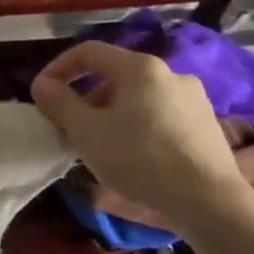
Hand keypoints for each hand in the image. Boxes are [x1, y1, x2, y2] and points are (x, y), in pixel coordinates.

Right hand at [30, 41, 253, 236]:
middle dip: (86, 98)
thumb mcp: (86, 132)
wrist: (210, 201)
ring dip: (111, 115)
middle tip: (70, 129)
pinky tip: (134, 157)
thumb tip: (42, 84)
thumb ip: (59, 103)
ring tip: (100, 147)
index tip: (42, 94)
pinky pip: (160, 116)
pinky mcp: (207, 125)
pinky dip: (138, 127)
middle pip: (115, 76)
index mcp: (140, 68)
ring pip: (138, 98)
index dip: (59, 68)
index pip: (89, 52)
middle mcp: (171, 73)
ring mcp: (194, 99)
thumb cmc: (140, 159)